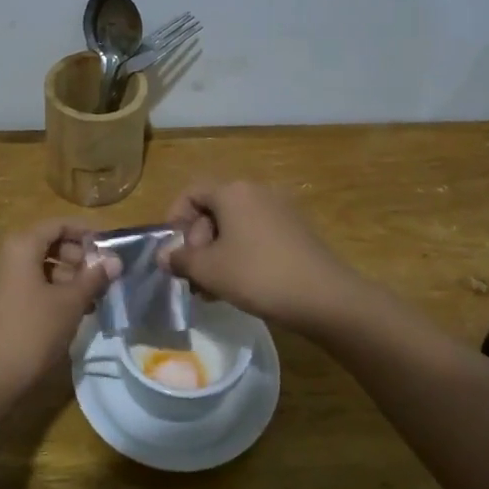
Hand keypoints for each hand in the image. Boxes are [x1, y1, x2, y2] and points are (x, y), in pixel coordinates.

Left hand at [0, 220, 119, 409]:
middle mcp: (5, 255)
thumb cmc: (30, 332)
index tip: (111, 249)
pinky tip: (71, 313)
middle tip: (102, 278)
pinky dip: (51, 291)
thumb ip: (93, 278)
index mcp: (20, 245)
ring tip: (92, 299)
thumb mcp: (69, 303)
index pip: (58, 224)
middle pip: (48, 243)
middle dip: (78, 257)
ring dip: (67, 277)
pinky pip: (28, 284)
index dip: (87, 233)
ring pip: (39, 266)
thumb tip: (116, 260)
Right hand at [159, 180, 366, 334]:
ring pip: (235, 227)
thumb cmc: (257, 275)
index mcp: (233, 192)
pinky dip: (241, 255)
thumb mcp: (209, 270)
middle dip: (197, 243)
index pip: (192, 193)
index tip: (172, 251)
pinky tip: (241, 286)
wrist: (324, 297)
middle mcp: (257, 192)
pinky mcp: (297, 231)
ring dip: (217, 254)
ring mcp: (281, 210)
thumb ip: (180, 260)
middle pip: (213, 210)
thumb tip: (163, 256)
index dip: (174, 219)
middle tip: (193, 277)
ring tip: (213, 289)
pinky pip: (257, 235)